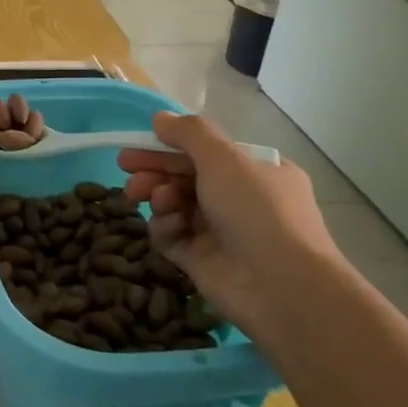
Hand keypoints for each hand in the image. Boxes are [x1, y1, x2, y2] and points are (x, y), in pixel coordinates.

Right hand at [118, 111, 342, 336]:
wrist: (281, 287)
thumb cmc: (257, 211)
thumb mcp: (224, 158)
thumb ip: (189, 133)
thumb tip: (160, 118)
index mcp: (257, 171)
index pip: (205, 153)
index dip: (168, 146)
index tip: (136, 145)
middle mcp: (241, 200)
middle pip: (186, 177)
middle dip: (155, 170)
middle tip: (126, 169)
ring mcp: (220, 232)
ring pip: (176, 205)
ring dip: (160, 196)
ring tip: (151, 198)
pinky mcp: (201, 260)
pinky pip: (172, 236)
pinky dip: (166, 228)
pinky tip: (169, 228)